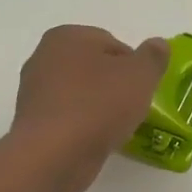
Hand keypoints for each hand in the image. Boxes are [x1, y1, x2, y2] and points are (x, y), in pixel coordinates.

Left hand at [10, 26, 170, 191]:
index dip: (134, 65)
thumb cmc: (99, 105)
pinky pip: (69, 117)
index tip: (144, 88)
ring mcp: (34, 91)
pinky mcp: (33, 122)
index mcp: (67, 36)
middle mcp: (44, 57)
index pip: (113, 43)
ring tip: (117, 126)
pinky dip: (84, 125)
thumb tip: (158, 44)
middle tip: (134, 106)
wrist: (54, 155)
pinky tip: (97, 140)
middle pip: (95, 68)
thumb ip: (153, 56)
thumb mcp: (140, 75)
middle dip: (115, 85)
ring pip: (81, 93)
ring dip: (100, 106)